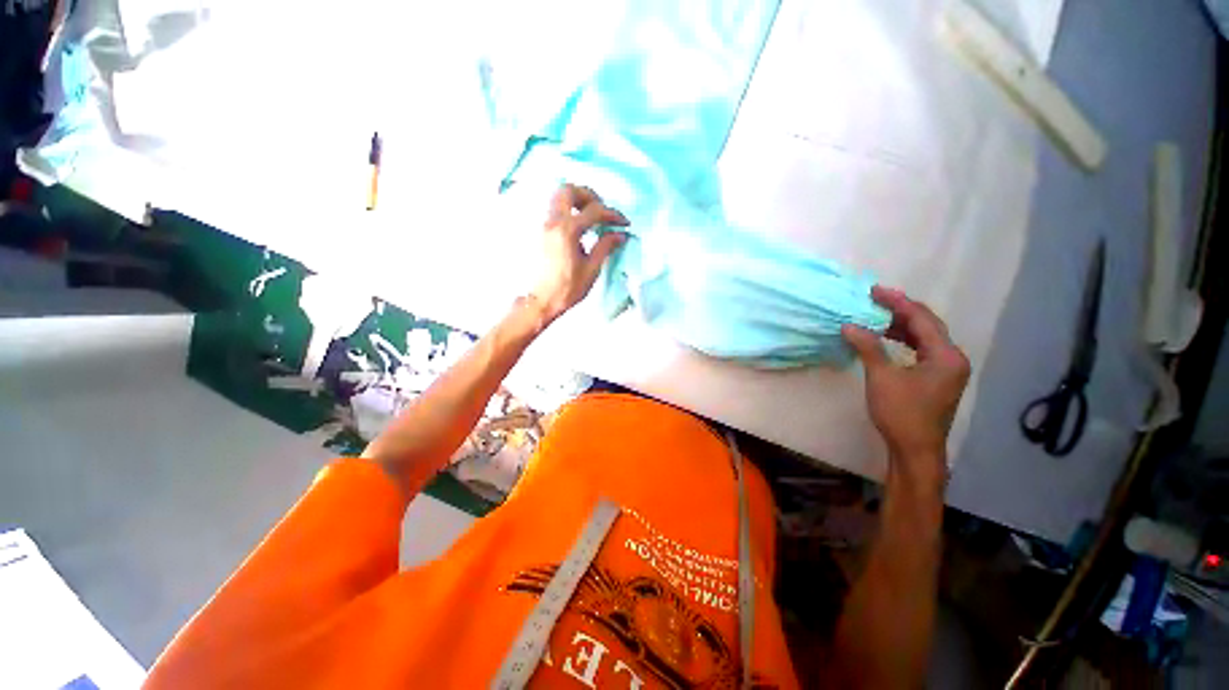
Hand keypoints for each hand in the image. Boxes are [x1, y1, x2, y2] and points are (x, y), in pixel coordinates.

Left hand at [529, 184, 629, 323]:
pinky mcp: (539, 231)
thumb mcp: (591, 269)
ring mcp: (543, 224)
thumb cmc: (568, 288)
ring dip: (577, 200)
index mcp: (567, 230)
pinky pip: (553, 209)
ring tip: (591, 216)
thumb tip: (620, 234)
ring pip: (558, 197)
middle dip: (590, 196)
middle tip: (602, 211)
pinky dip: (568, 210)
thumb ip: (605, 246)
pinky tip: (577, 226)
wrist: (542, 300)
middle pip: (569, 190)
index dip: (612, 215)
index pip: (594, 211)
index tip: (623, 223)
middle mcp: (552, 221)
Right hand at [842, 287, 969, 467]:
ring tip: (877, 316)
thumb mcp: (882, 378)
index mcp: (946, 355)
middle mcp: (953, 358)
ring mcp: (948, 369)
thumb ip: (868, 347)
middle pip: (927, 325)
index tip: (874, 291)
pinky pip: (922, 350)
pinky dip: (905, 341)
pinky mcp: (939, 378)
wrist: (915, 449)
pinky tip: (887, 338)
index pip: (921, 319)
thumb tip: (849, 325)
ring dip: (901, 325)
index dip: (897, 302)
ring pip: (925, 337)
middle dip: (901, 310)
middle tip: (874, 300)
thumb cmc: (901, 413)